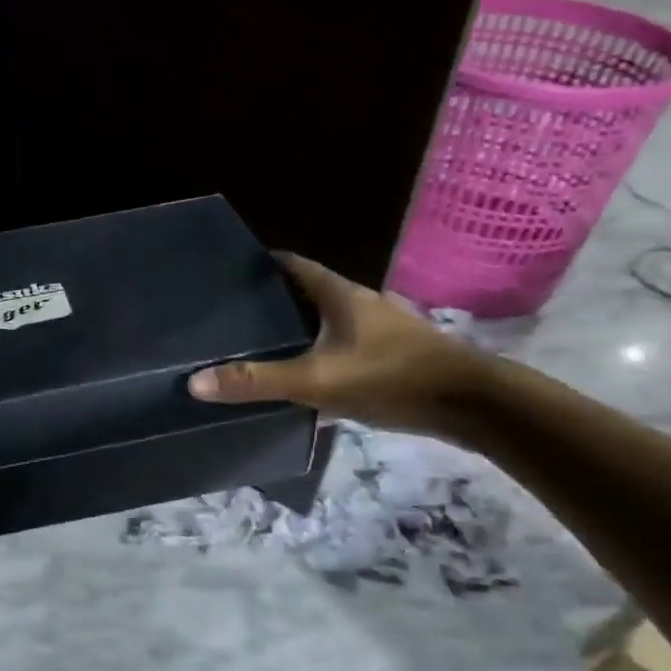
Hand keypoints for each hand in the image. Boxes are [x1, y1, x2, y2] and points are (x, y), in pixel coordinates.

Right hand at [187, 253, 489, 436]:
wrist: (474, 406)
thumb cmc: (392, 378)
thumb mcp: (317, 381)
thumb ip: (258, 381)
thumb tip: (195, 382)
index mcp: (339, 294)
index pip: (292, 265)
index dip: (260, 265)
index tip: (227, 274)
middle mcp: (359, 302)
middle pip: (307, 291)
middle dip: (272, 299)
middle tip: (232, 314)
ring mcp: (379, 328)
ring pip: (326, 319)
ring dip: (297, 327)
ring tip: (259, 343)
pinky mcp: (392, 354)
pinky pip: (342, 343)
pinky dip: (319, 350)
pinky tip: (304, 374)